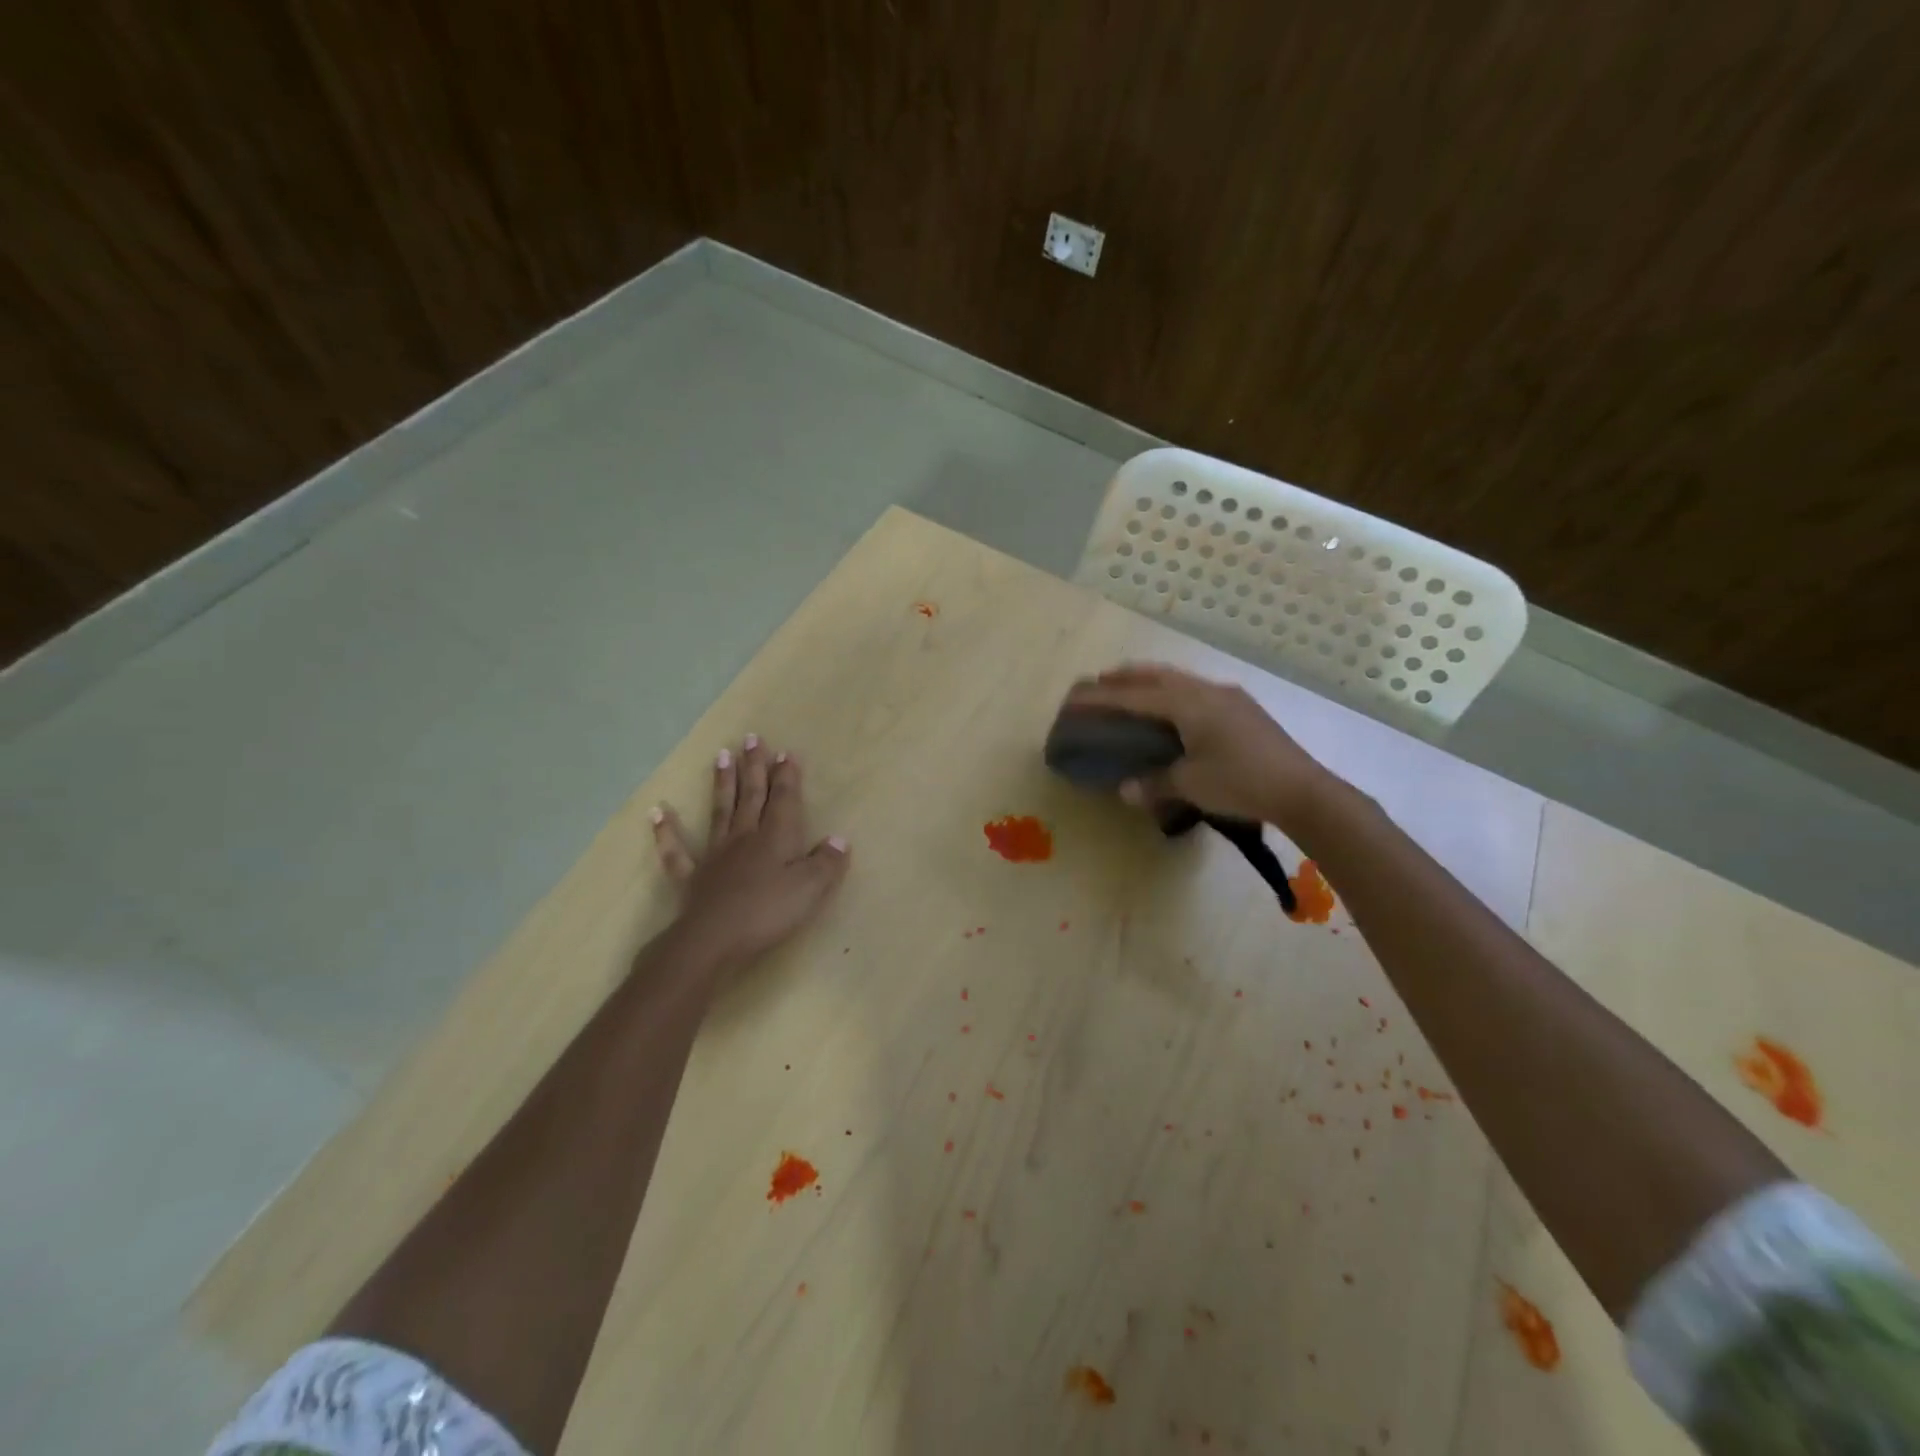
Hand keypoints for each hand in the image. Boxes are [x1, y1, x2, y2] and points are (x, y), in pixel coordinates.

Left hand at [650, 736, 849, 965]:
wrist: (714, 940)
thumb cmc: (768, 912)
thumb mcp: (810, 889)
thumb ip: (827, 863)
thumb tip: (838, 840)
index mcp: (775, 837)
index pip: (784, 799)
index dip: (786, 776)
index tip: (786, 752)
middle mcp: (745, 836)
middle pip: (751, 795)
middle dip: (754, 767)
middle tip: (752, 738)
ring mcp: (715, 854)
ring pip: (720, 810)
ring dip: (722, 783)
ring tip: (721, 756)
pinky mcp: (692, 876)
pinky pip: (676, 851)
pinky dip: (666, 831)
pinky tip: (658, 812)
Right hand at [1063, 663, 1334, 829]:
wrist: (1302, 790)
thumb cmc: (1240, 783)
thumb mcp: (1192, 785)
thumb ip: (1154, 783)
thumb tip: (1125, 789)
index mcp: (1188, 705)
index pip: (1133, 696)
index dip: (1100, 697)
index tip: (1074, 697)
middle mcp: (1206, 691)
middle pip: (1156, 675)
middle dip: (1125, 677)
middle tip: (1099, 682)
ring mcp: (1228, 697)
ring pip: (1179, 679)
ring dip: (1150, 681)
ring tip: (1131, 690)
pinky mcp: (1242, 708)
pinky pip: (1195, 690)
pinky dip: (1172, 692)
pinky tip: (1173, 708)